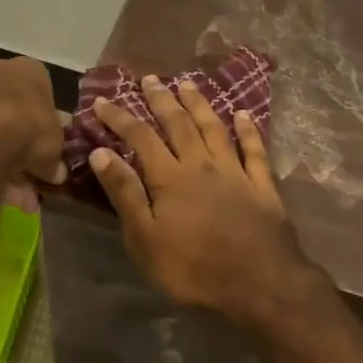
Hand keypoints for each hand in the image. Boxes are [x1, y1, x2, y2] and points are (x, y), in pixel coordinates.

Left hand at [0, 57, 64, 185]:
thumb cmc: (28, 128)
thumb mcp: (53, 147)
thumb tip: (56, 172)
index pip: (40, 90)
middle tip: (22, 168)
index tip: (42, 144)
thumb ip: (53, 158)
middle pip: (9, 104)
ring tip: (0, 184)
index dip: (42, 120)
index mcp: (29, 69)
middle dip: (15, 136)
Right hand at [88, 77, 320, 329]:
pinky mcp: (261, 185)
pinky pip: (254, 150)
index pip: (140, 137)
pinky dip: (248, 130)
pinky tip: (243, 114)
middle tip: (149, 78)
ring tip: (188, 84)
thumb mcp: (146, 239)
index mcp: (169, 177)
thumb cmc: (194, 268)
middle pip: (178, 124)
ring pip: (213, 128)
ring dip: (199, 104)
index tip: (102, 100)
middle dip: (161, 99)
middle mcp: (201, 164)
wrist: (260, 284)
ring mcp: (234, 171)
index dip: (120, 117)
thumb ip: (125, 193)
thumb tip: (101, 152)